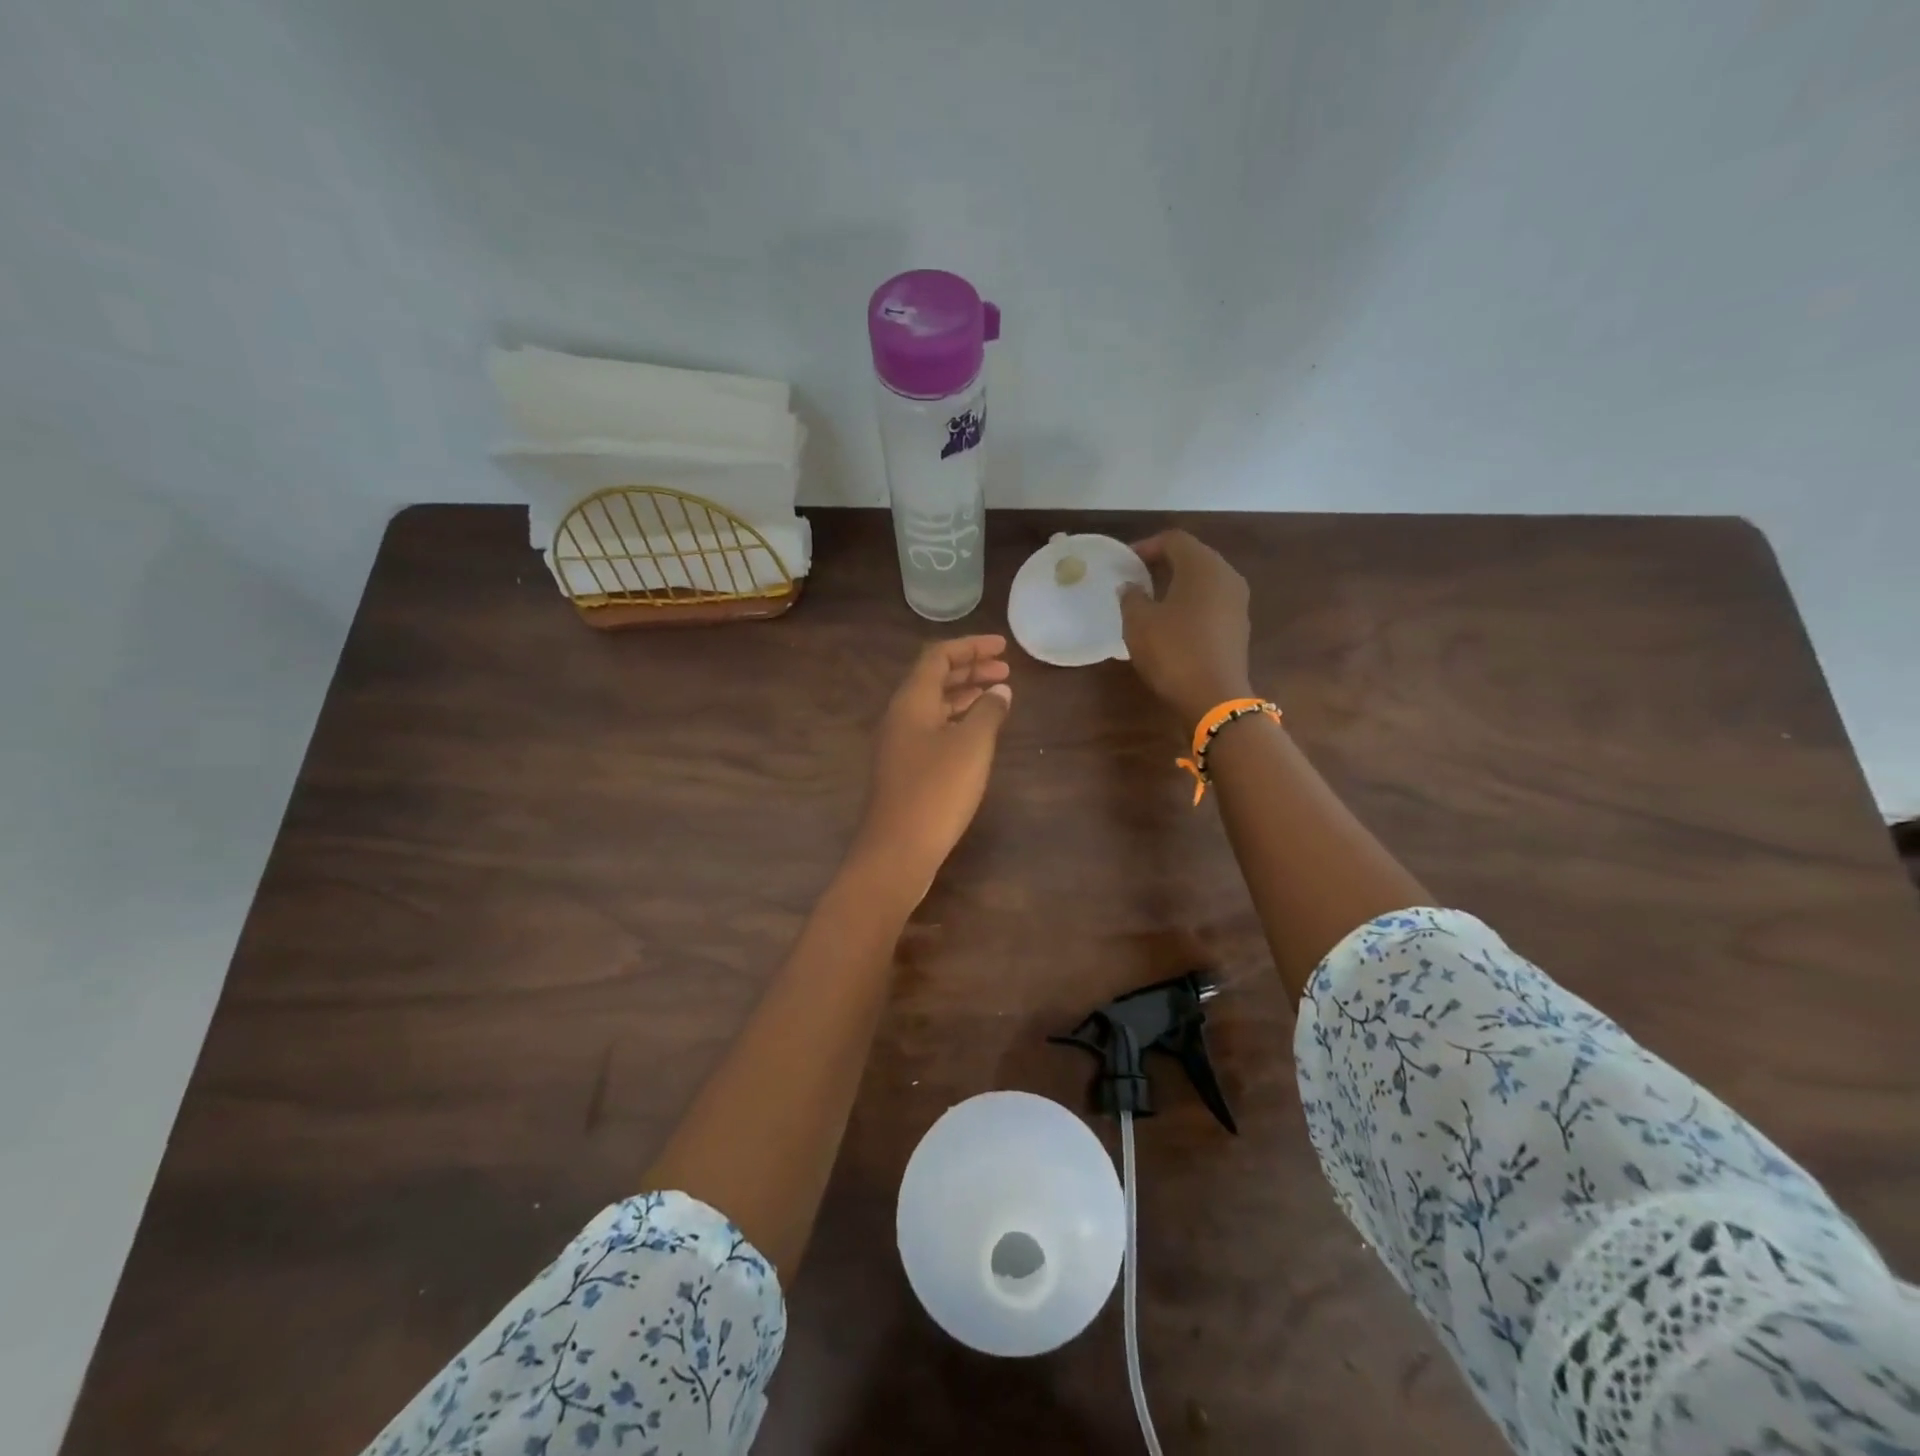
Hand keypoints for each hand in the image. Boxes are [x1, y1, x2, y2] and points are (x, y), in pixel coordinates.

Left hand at [852, 635, 1011, 893]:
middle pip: (934, 679)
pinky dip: (957, 720)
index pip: (938, 656)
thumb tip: (1000, 691)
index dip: (971, 646)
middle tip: (1006, 671)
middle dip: (970, 670)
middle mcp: (900, 716)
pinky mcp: (904, 768)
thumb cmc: (937, 790)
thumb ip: (988, 712)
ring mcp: (899, 743)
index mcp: (911, 701)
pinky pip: (933, 729)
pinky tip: (977, 733)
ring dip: (965, 695)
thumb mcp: (972, 746)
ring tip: (998, 696)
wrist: (897, 850)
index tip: (1002, 647)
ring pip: (934, 705)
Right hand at [1119, 530, 1252, 725]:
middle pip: (1193, 556)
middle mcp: (1226, 576)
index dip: (1146, 546)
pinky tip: (1171, 621)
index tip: (1124, 562)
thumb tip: (1130, 586)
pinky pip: (1211, 601)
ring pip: (1204, 580)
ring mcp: (1237, 602)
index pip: (1174, 539)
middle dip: (1163, 563)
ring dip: (1177, 583)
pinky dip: (1190, 602)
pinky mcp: (1239, 625)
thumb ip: (1131, 597)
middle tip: (1136, 577)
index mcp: (1203, 566)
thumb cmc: (1173, 652)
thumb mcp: (1139, 623)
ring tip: (1150, 599)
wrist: (1215, 698)